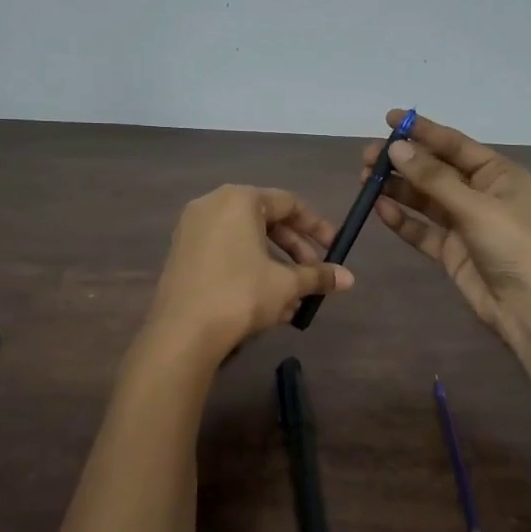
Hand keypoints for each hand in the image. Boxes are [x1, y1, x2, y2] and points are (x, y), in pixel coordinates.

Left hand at [144, 185, 353, 362]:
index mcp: (239, 199)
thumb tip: (349, 279)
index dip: (316, 227)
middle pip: (266, 221)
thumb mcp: (286, 284)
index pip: (289, 203)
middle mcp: (212, 205)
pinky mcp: (181, 254)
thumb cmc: (240, 295)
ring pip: (245, 242)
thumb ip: (318, 276)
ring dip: (274, 267)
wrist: (182, 332)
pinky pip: (225, 253)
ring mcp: (192, 229)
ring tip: (293, 299)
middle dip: (295, 251)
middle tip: (314, 275)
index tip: (334, 249)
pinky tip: (266, 304)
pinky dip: (249, 271)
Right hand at [364, 109, 530, 372]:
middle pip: (434, 170)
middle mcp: (480, 193)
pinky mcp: (451, 251)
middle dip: (403, 162)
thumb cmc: (513, 245)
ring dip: (397, 189)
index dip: (422, 131)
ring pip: (424, 199)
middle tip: (367, 158)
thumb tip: (396, 148)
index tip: (389, 119)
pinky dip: (402, 219)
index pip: (454, 144)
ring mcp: (464, 223)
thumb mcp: (475, 206)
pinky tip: (380, 210)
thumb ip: (433, 178)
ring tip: (365, 182)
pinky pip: (421, 229)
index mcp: (497, 174)